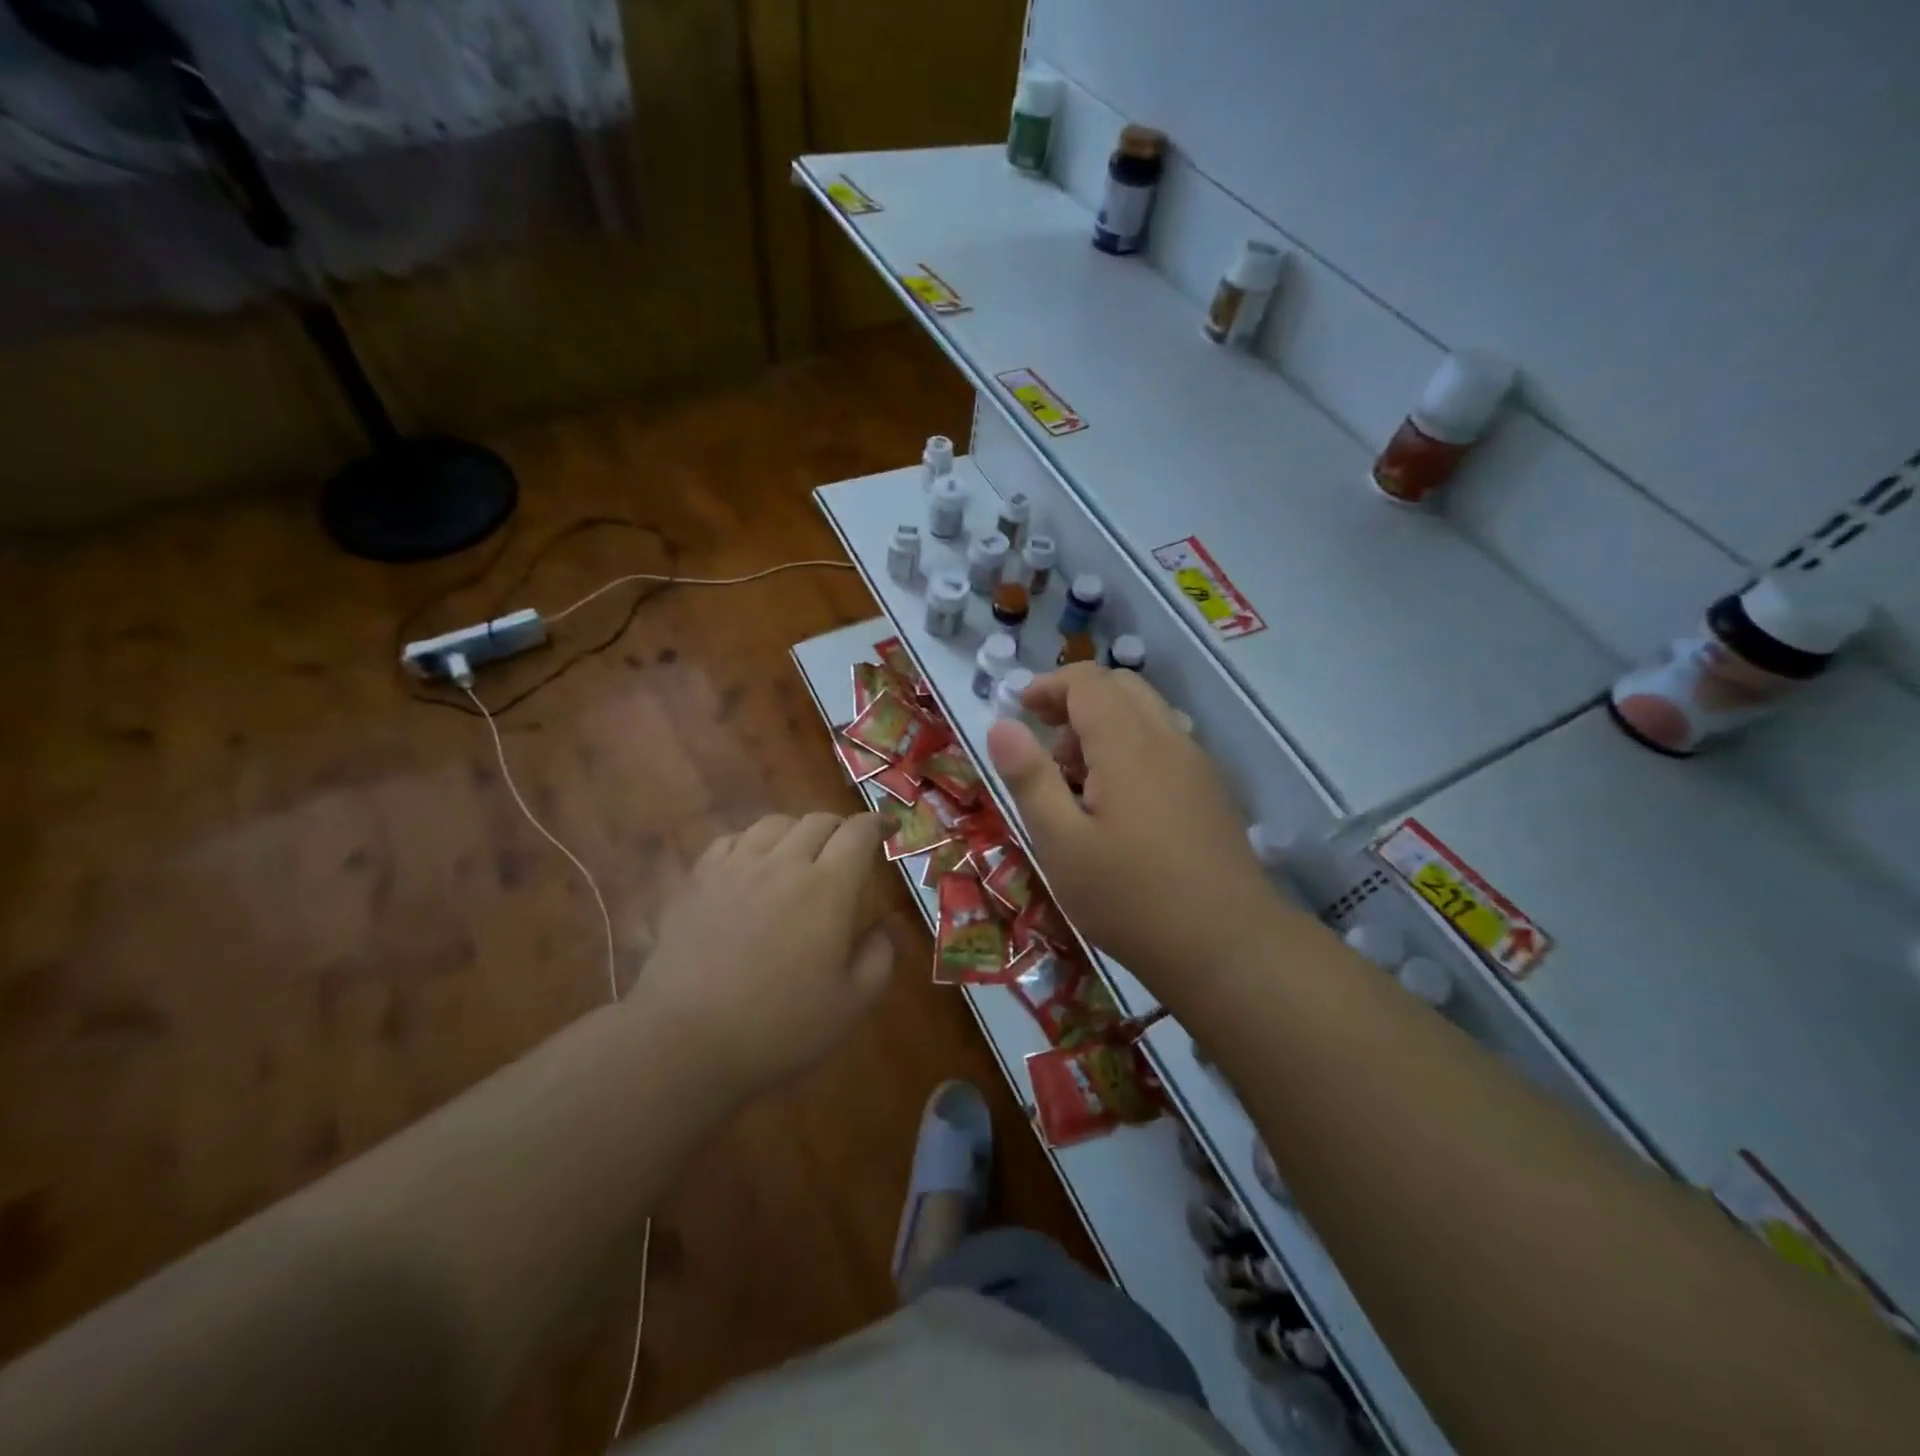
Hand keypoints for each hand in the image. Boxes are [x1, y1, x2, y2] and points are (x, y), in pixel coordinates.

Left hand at [631, 812, 893, 1100]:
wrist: (686, 1040)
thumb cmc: (780, 1026)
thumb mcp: (852, 1004)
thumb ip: (879, 957)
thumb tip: (884, 926)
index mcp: (828, 888)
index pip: (858, 833)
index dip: (878, 823)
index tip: (890, 826)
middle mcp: (783, 864)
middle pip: (817, 821)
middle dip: (840, 827)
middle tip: (848, 849)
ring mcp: (735, 868)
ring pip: (773, 824)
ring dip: (797, 830)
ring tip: (800, 852)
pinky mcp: (698, 881)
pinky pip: (731, 840)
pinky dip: (752, 842)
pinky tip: (752, 864)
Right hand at [986, 665, 1281, 981]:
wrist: (1228, 947)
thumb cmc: (1130, 897)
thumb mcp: (1061, 843)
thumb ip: (1030, 778)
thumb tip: (1001, 725)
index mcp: (1128, 743)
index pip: (1087, 681)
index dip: (1048, 686)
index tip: (1019, 711)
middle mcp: (1168, 739)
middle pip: (1121, 687)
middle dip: (1076, 702)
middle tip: (1046, 746)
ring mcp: (1197, 765)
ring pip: (1146, 715)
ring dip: (1105, 726)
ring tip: (1078, 781)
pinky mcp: (1211, 792)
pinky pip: (1166, 744)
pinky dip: (1131, 749)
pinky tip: (1119, 806)